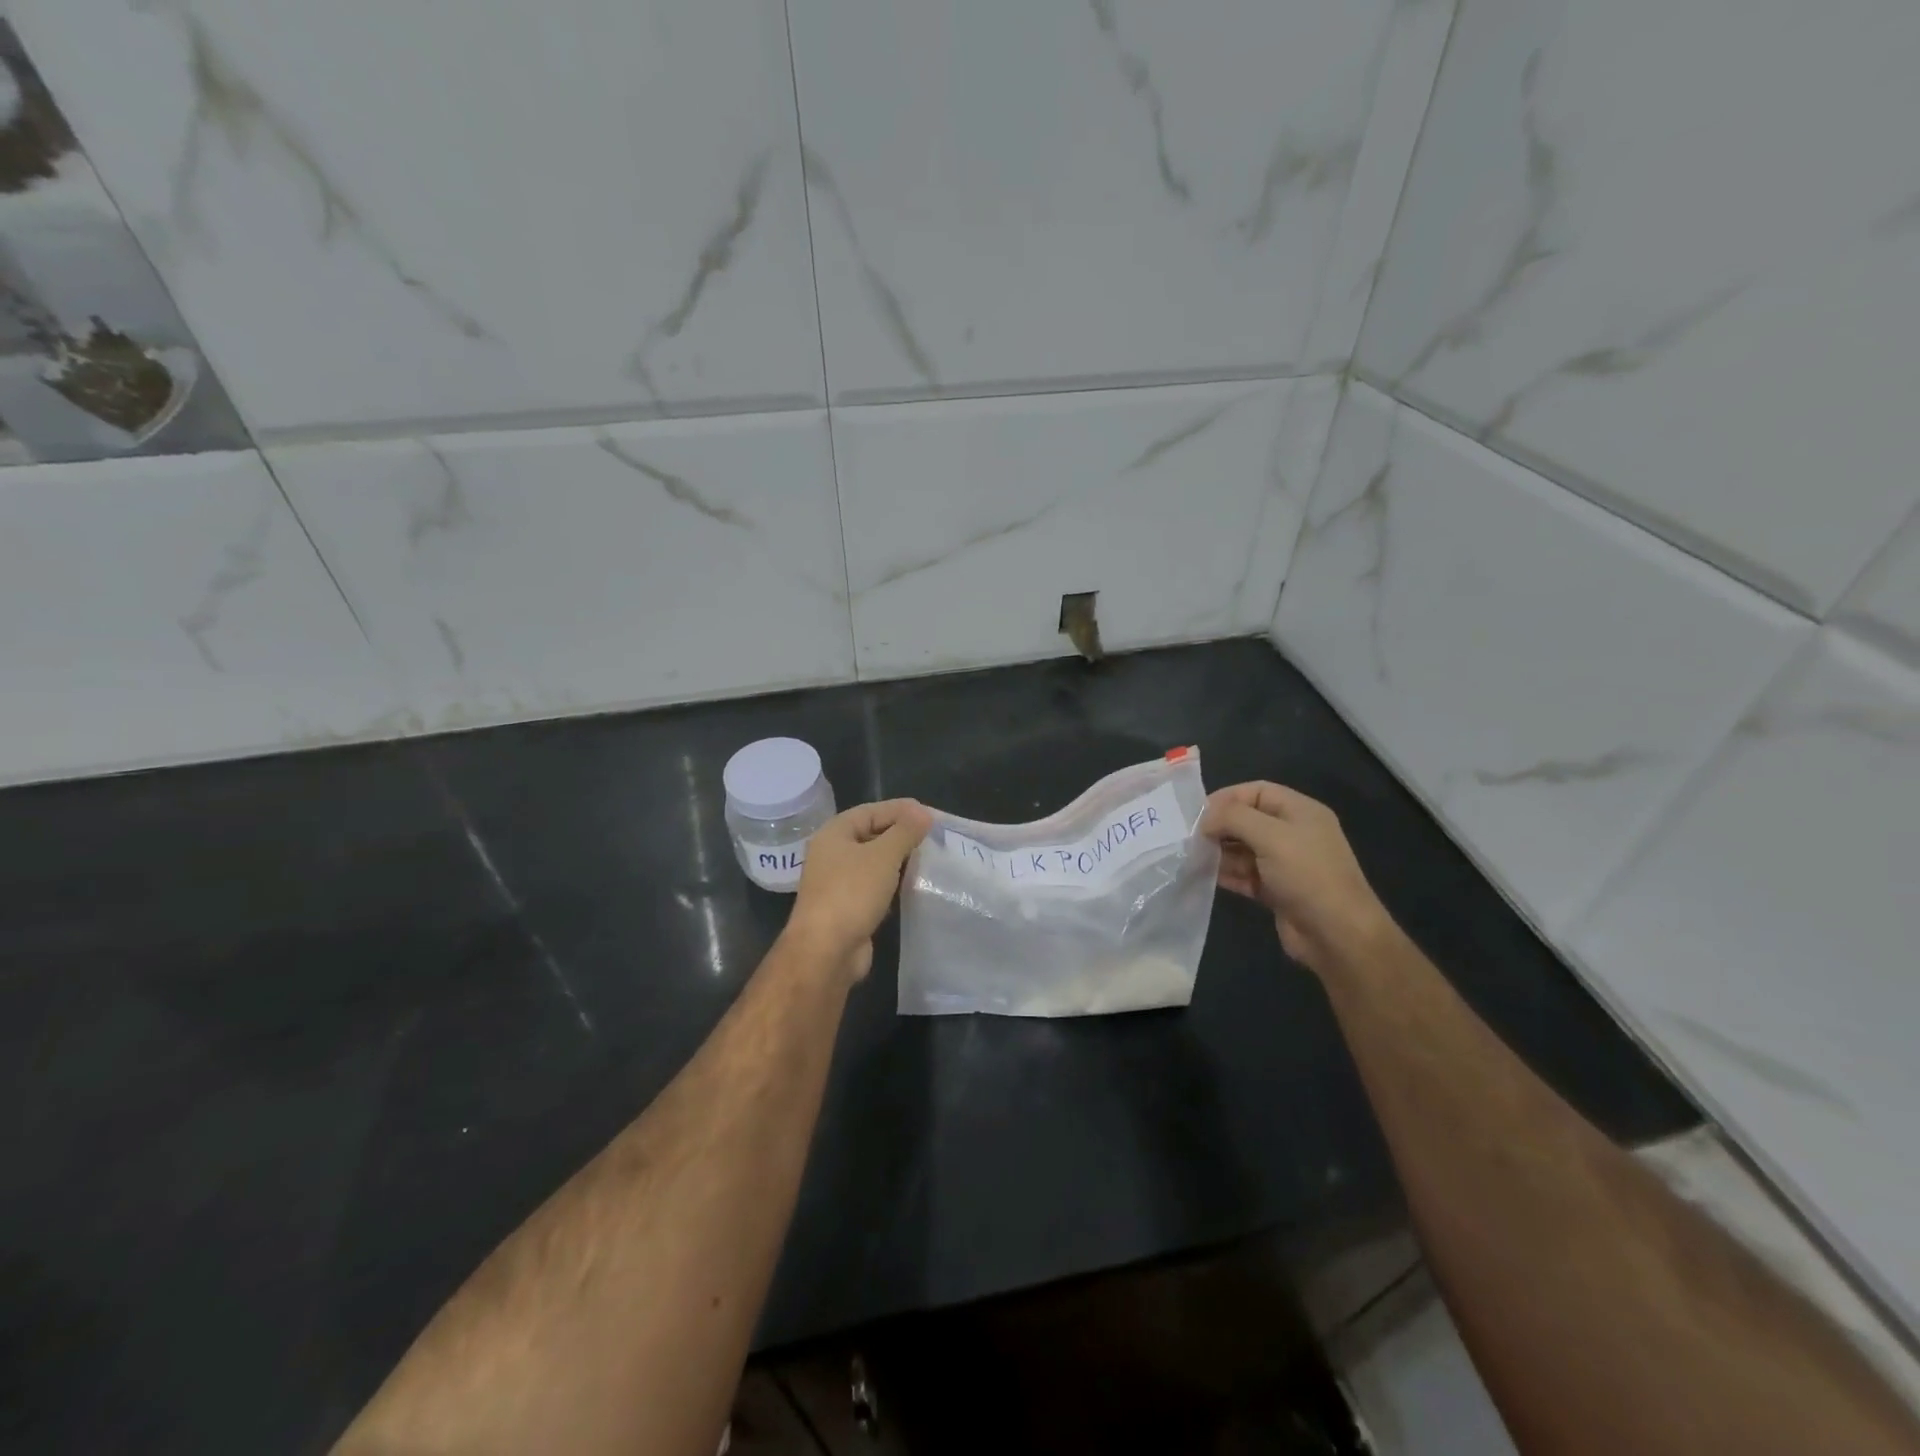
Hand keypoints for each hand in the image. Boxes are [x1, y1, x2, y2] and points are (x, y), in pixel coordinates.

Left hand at [786, 799, 931, 980]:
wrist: (826, 951)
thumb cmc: (852, 893)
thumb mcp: (883, 856)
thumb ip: (905, 831)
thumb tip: (923, 813)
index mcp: (834, 833)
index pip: (871, 811)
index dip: (901, 810)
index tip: (931, 814)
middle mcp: (832, 853)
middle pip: (872, 834)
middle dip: (902, 834)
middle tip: (934, 836)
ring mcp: (838, 882)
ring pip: (874, 862)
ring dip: (899, 860)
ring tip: (930, 858)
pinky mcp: (848, 906)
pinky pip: (874, 886)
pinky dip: (893, 883)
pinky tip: (914, 885)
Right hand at [1199, 781, 1392, 975]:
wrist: (1337, 935)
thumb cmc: (1307, 875)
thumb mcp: (1270, 836)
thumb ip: (1233, 818)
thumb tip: (1204, 820)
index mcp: (1300, 812)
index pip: (1257, 791)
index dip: (1226, 797)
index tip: (1197, 813)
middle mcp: (1294, 834)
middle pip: (1248, 820)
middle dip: (1220, 826)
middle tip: (1190, 837)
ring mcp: (1285, 864)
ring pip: (1243, 849)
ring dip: (1219, 851)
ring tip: (1191, 857)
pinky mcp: (1276, 890)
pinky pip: (1245, 874)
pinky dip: (1226, 873)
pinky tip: (1203, 876)